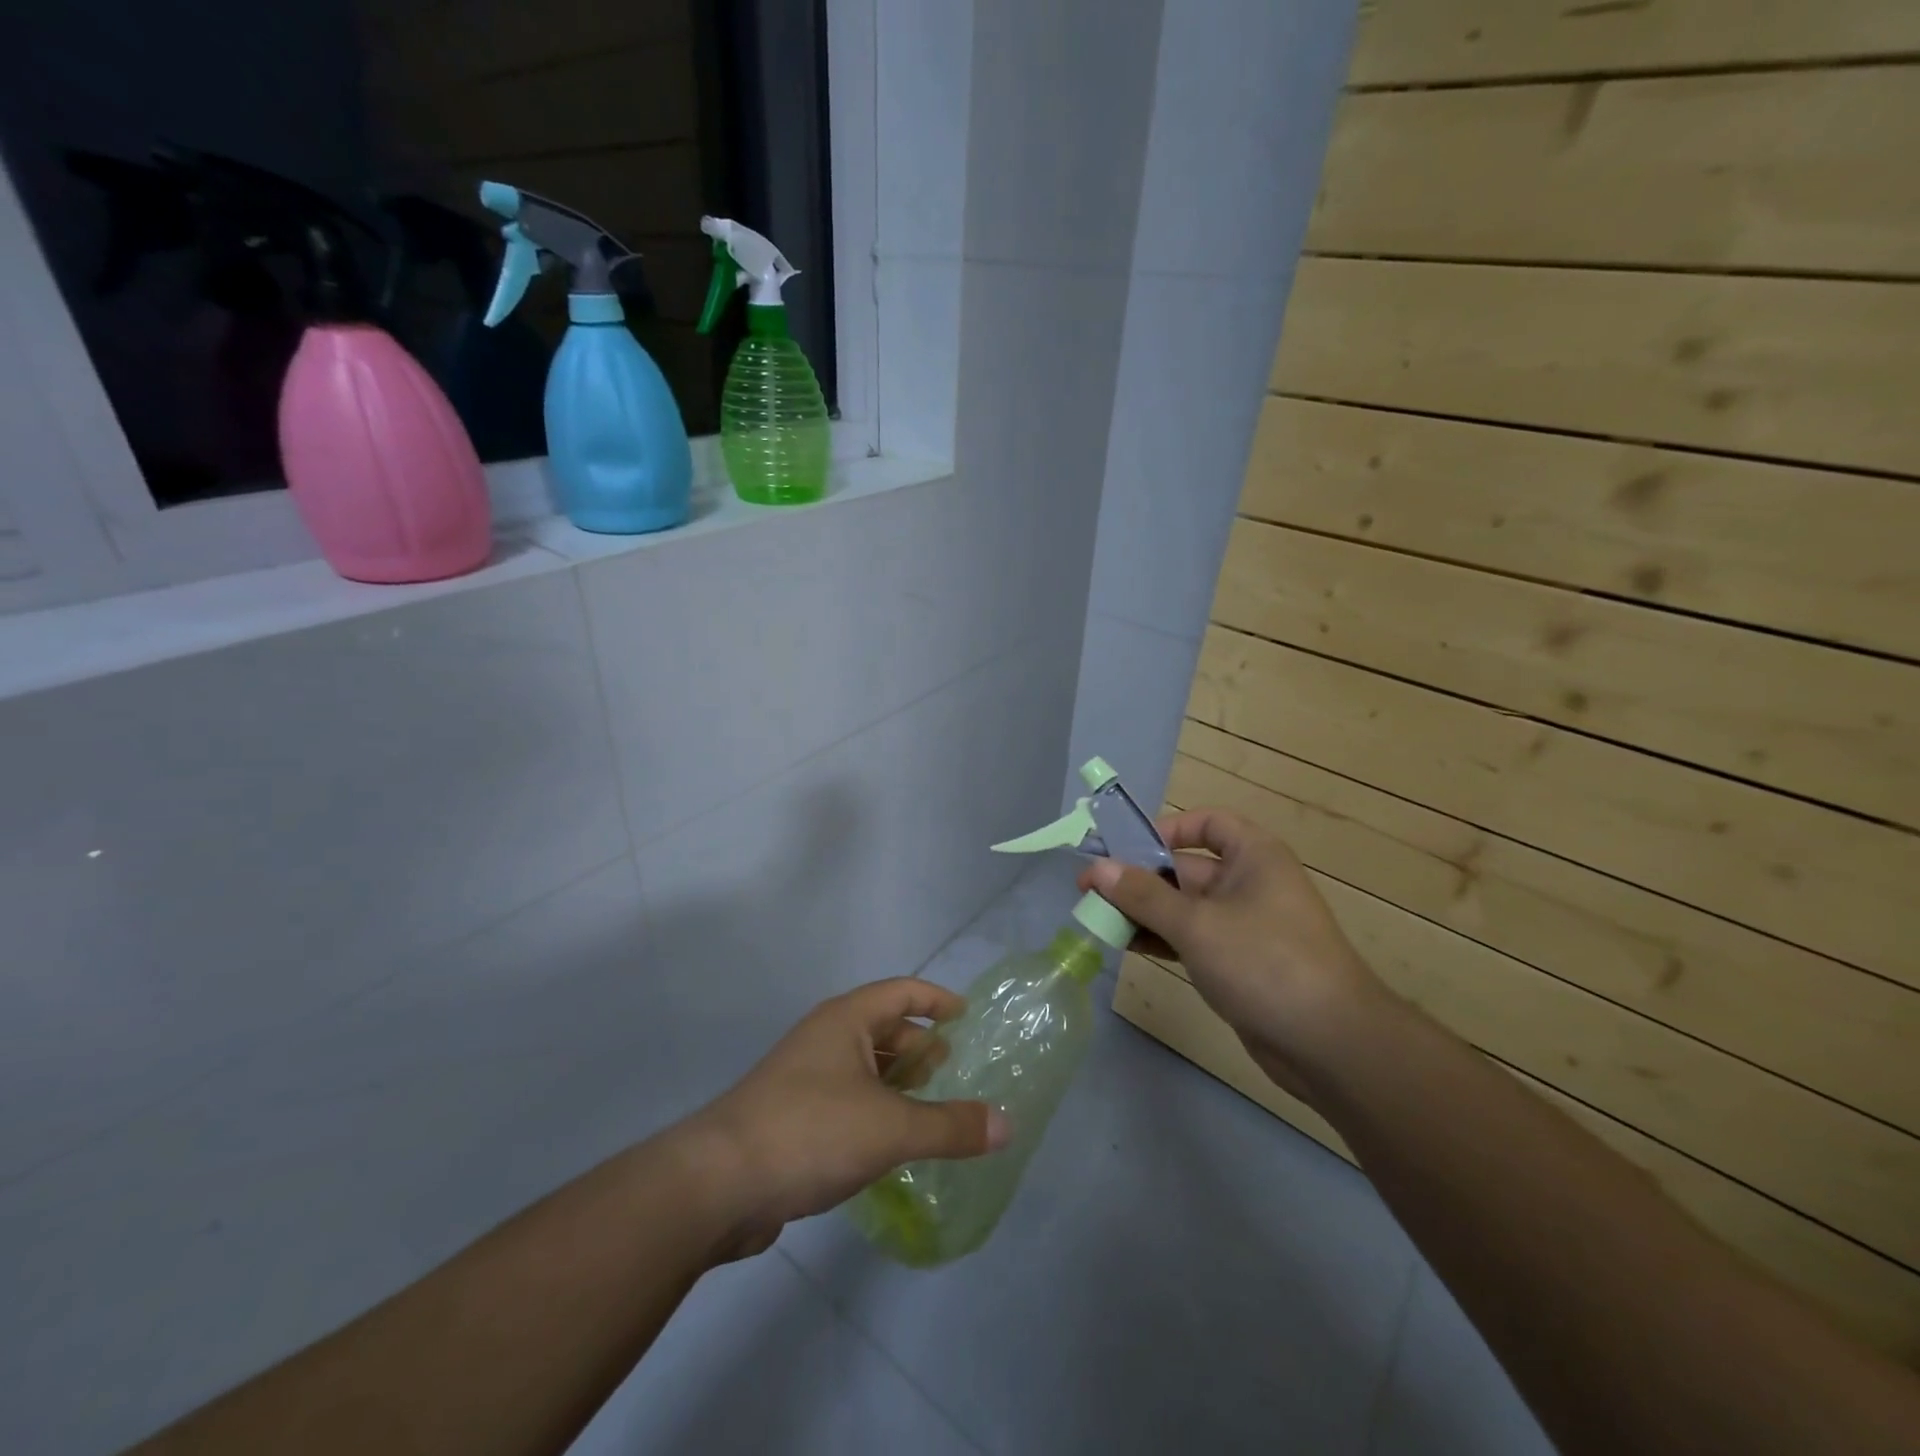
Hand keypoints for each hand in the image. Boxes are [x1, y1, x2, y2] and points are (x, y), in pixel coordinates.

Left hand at [680, 978, 1008, 1257]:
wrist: (718, 1184)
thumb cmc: (811, 1131)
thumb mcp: (891, 1127)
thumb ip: (951, 1126)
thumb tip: (1006, 1125)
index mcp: (847, 1020)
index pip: (903, 991)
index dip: (938, 1000)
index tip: (969, 1018)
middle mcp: (825, 1038)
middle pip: (884, 1028)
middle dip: (920, 1046)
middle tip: (955, 1072)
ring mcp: (804, 1077)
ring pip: (864, 1068)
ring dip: (898, 1083)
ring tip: (931, 1109)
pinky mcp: (792, 1116)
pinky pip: (847, 1100)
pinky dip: (875, 1111)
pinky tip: (891, 1145)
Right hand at [1081, 809, 1387, 1101]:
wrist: (1331, 1045)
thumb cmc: (1264, 962)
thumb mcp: (1196, 924)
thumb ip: (1143, 895)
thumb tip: (1096, 869)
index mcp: (1253, 856)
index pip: (1207, 823)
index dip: (1166, 829)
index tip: (1124, 847)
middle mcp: (1249, 883)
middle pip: (1185, 868)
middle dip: (1139, 878)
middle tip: (1089, 890)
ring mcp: (1244, 926)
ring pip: (1183, 907)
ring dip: (1143, 911)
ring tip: (1096, 919)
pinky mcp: (1238, 963)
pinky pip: (1191, 938)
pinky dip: (1160, 938)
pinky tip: (1125, 945)